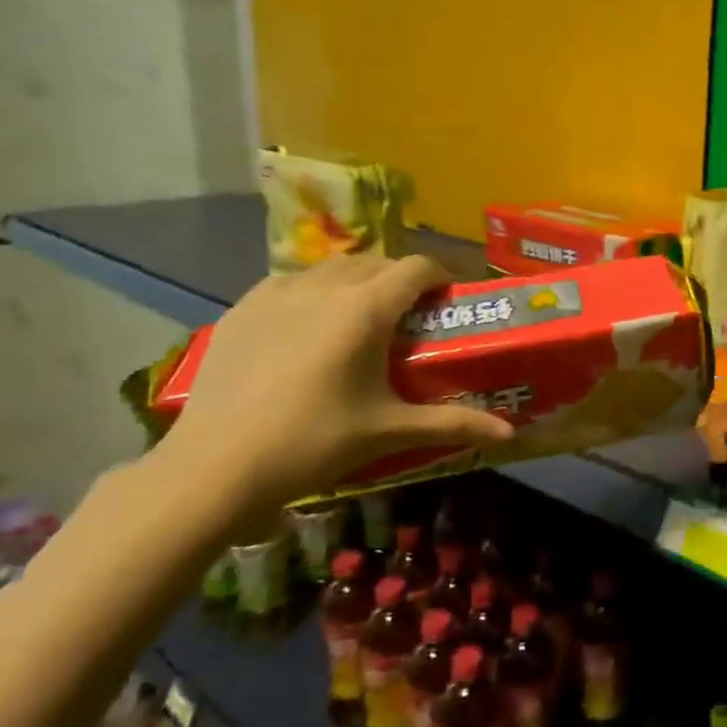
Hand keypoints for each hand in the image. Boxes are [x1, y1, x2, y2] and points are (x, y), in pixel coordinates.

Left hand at [156, 254, 512, 522]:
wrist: (217, 465)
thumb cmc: (315, 442)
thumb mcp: (390, 431)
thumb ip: (454, 424)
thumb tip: (510, 432)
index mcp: (366, 308)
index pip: (418, 267)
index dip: (442, 276)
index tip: (450, 300)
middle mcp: (325, 286)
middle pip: (377, 261)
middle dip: (402, 279)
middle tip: (412, 315)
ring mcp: (277, 292)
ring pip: (333, 267)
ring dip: (358, 280)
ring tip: (362, 316)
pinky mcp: (243, 307)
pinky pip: (292, 282)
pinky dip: (314, 291)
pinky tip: (309, 327)